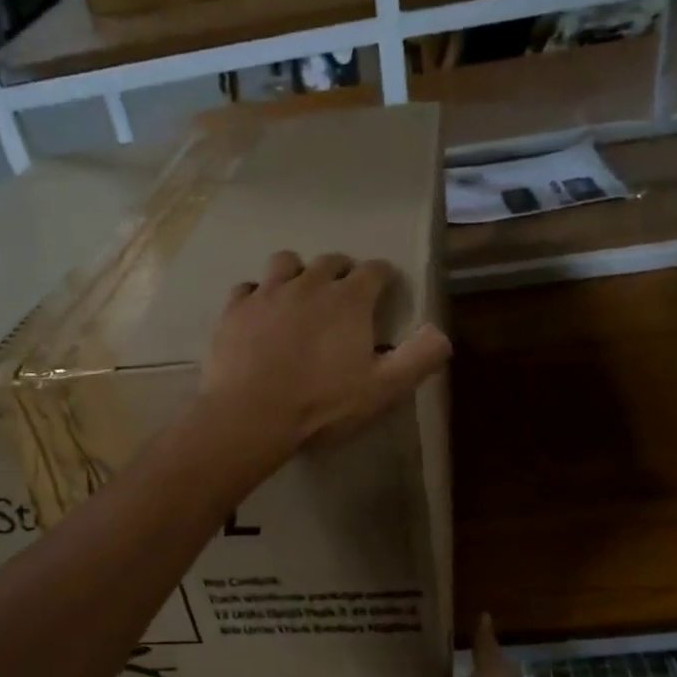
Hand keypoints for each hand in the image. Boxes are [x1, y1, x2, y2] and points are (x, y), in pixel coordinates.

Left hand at [199, 250, 451, 468]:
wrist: (250, 415)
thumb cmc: (322, 404)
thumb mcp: (383, 389)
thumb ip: (418, 358)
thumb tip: (441, 334)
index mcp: (349, 298)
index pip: (375, 270)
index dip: (383, 278)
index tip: (384, 292)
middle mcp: (308, 283)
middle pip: (330, 261)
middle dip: (341, 273)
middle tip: (342, 297)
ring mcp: (267, 292)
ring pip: (286, 263)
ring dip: (297, 274)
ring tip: (298, 296)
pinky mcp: (234, 309)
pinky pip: (247, 288)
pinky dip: (257, 296)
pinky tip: (258, 315)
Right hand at [325, 614, 522, 676]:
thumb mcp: (491, 676)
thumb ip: (485, 648)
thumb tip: (484, 616)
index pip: (413, 658)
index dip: (401, 635)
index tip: (385, 608)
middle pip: (381, 673)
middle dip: (367, 650)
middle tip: (347, 615)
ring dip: (342, 671)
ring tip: (321, 636)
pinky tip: (311, 671)